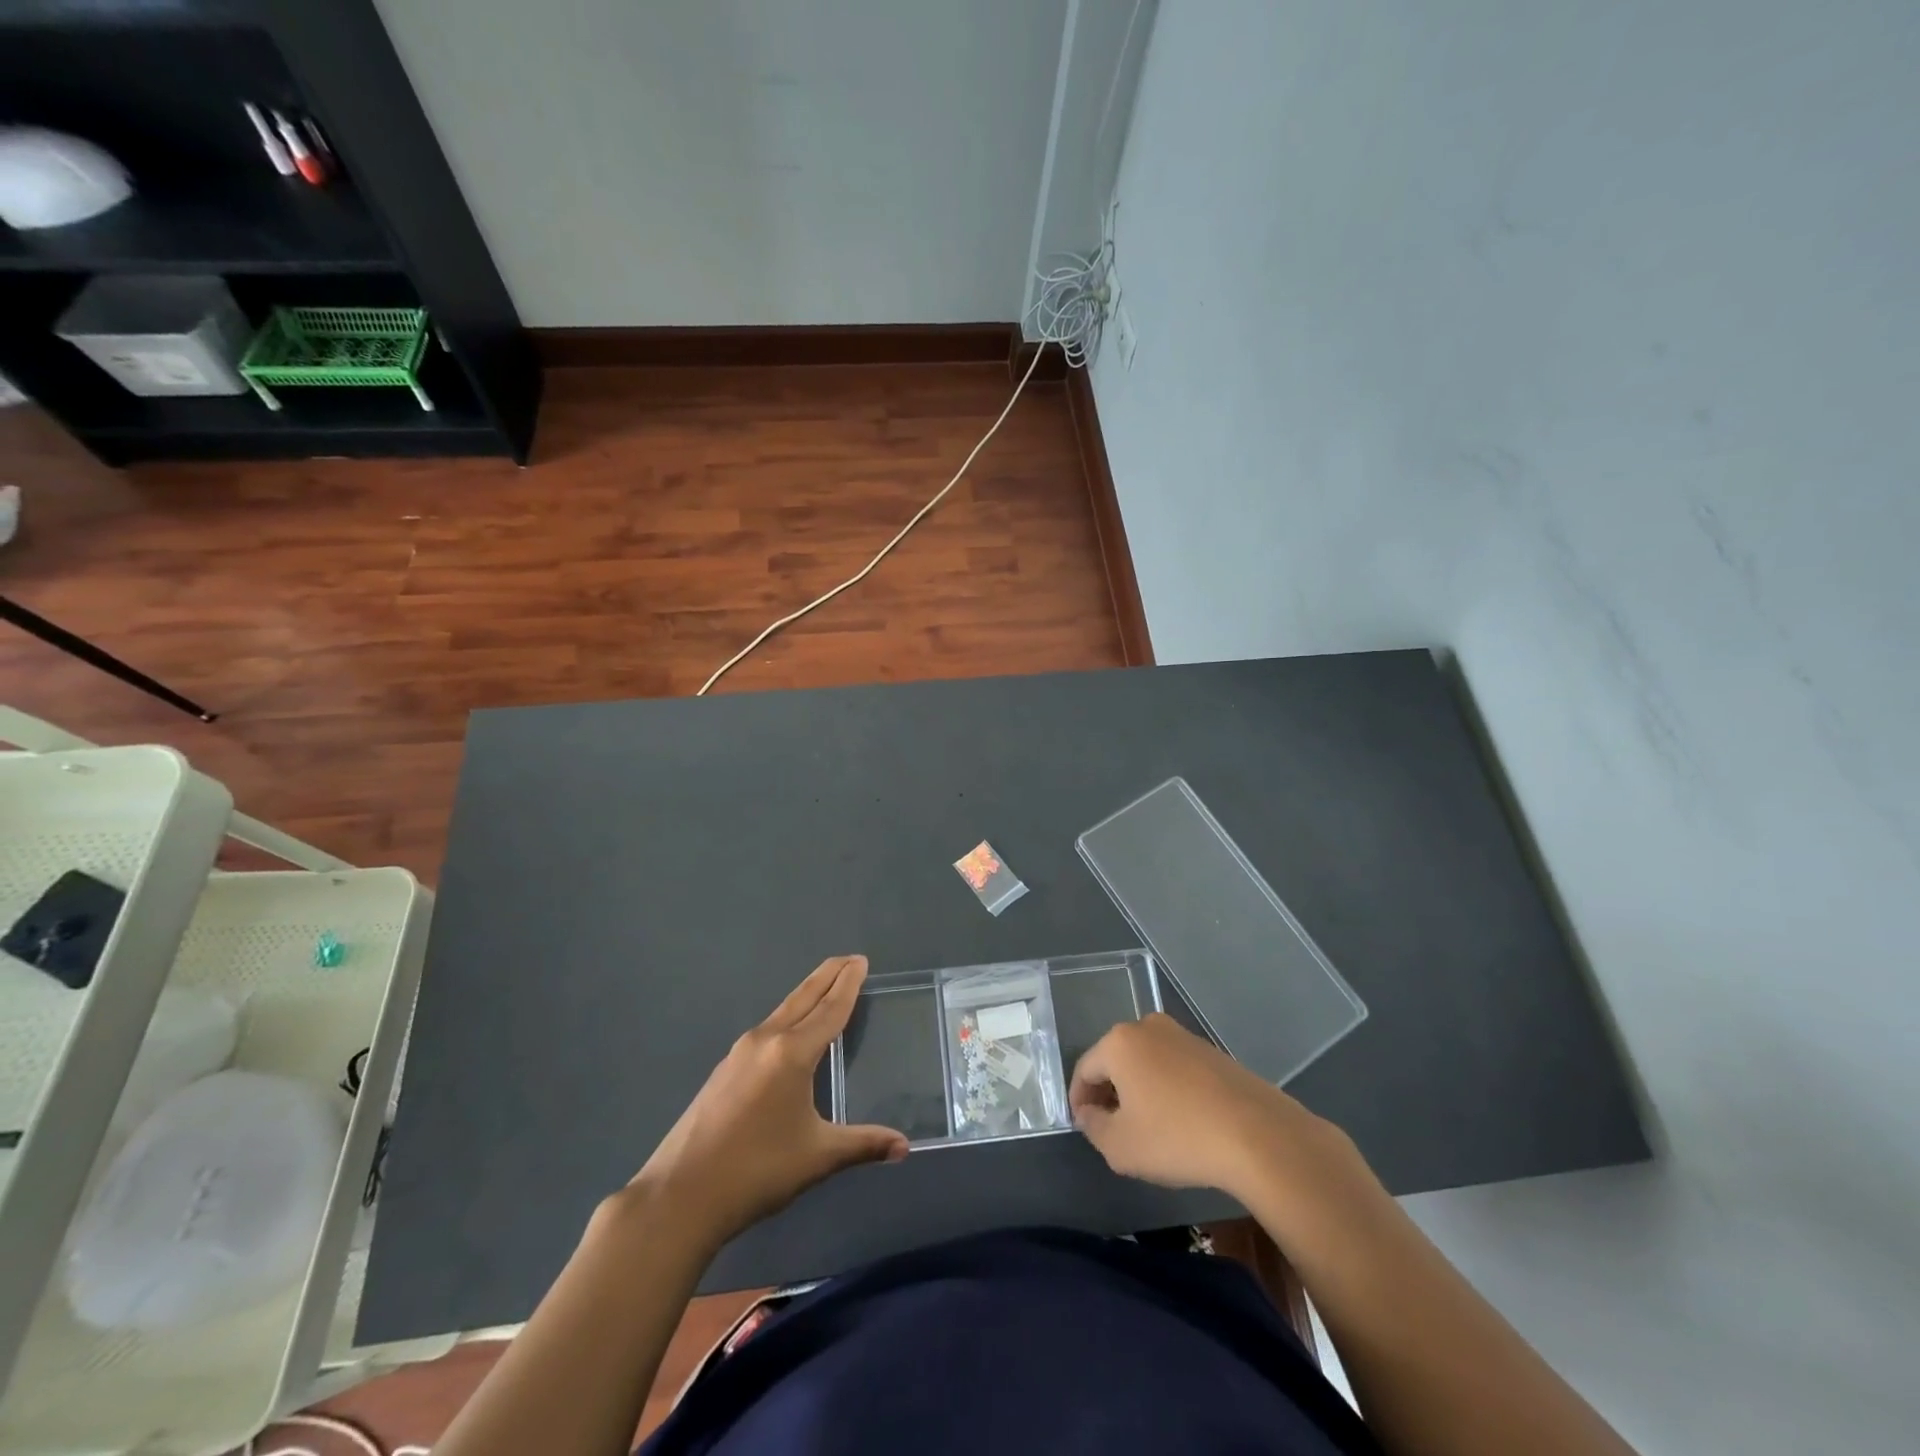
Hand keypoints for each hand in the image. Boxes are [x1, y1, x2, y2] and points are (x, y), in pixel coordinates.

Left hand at [632, 955, 906, 1246]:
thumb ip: (863, 1145)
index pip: (829, 1009)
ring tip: (826, 989)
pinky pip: (767, 1029)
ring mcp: (740, 1053)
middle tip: (850, 960)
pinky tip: (790, 1033)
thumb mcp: (818, 1157)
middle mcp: (766, 1040)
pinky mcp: (725, 1069)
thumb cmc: (756, 1171)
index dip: (848, 984)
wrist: (679, 1195)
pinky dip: (788, 1017)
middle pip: (803, 997)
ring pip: (783, 1011)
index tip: (860, 960)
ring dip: (807, 995)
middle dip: (828, 976)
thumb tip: (904, 1146)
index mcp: (792, 1053)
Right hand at [1070, 1013, 1359, 1208]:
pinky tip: (1180, 1121)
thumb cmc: (1178, 1137)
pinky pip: (1174, 1067)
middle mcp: (1147, 1027)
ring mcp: (1183, 1035)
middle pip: (1115, 1060)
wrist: (1258, 1135)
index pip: (1084, 1069)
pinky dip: (1167, 1089)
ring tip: (1148, 1128)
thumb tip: (1089, 1113)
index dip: (1079, 1100)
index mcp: (1119, 1042)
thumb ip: (1093, 1128)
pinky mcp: (1211, 1050)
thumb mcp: (1120, 1147)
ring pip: (1146, 1062)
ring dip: (1139, 1090)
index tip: (1085, 1128)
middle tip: (1113, 1128)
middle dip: (1109, 1092)